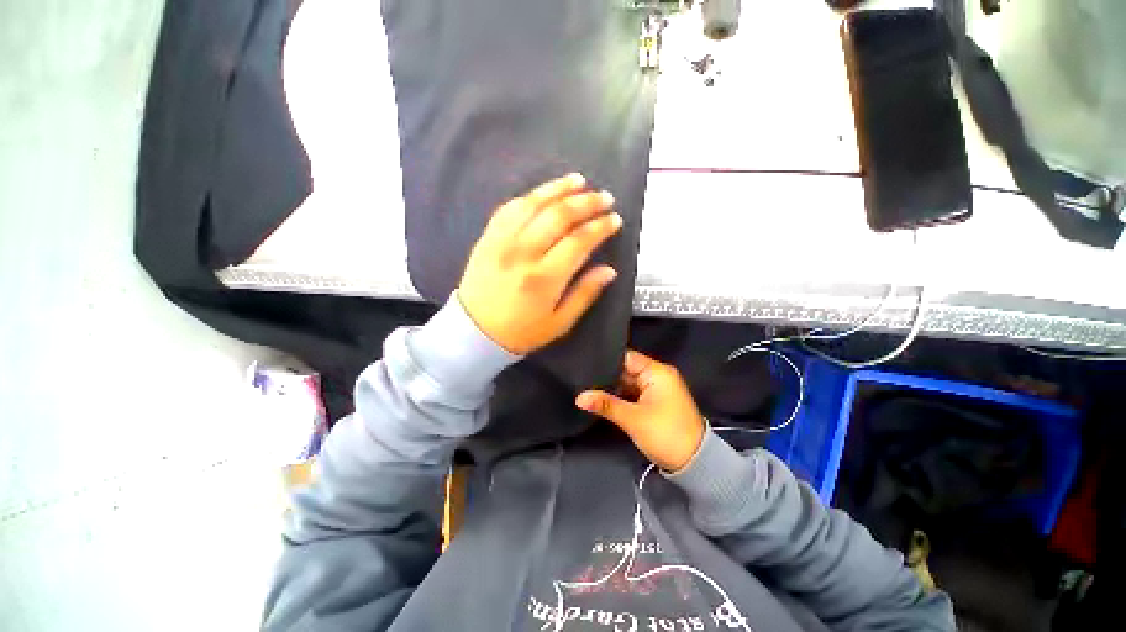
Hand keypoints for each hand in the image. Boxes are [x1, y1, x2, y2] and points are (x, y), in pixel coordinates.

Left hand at [458, 173, 621, 354]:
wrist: (474, 332)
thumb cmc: (521, 332)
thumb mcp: (559, 323)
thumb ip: (585, 294)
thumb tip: (609, 270)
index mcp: (544, 278)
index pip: (579, 241)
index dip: (600, 227)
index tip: (615, 219)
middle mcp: (523, 253)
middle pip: (559, 216)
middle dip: (586, 202)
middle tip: (605, 197)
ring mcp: (501, 241)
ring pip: (533, 204)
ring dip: (558, 188)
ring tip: (579, 181)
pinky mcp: (487, 237)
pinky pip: (509, 208)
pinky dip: (530, 197)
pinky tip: (544, 193)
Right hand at [576, 350, 705, 471]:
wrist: (694, 462)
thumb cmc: (665, 434)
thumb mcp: (633, 419)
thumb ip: (605, 405)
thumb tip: (579, 397)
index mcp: (657, 372)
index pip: (627, 357)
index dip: (607, 359)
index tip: (585, 361)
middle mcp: (658, 376)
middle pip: (627, 369)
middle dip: (607, 374)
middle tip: (582, 376)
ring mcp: (657, 389)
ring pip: (628, 382)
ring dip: (613, 386)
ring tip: (587, 385)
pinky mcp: (655, 401)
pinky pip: (634, 392)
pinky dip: (621, 395)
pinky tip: (602, 396)